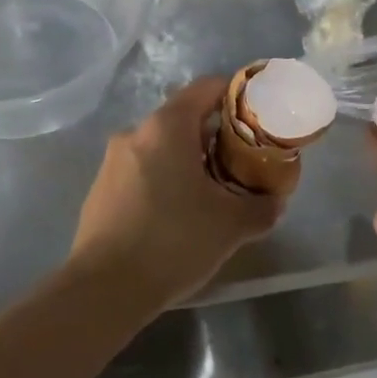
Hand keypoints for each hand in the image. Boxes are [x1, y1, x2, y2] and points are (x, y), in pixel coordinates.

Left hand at [70, 75, 286, 309]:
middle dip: (214, 137)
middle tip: (241, 163)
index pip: (206, 88)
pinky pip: (141, 172)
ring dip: (188, 161)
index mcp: (167, 127)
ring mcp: (112, 162)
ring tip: (212, 193)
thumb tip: (276, 201)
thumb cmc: (174, 240)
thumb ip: (261, 207)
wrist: (104, 289)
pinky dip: (164, 181)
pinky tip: (177, 215)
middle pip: (183, 119)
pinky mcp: (100, 190)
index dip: (235, 95)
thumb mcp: (231, 225)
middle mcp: (135, 133)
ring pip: (161, 148)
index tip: (256, 117)